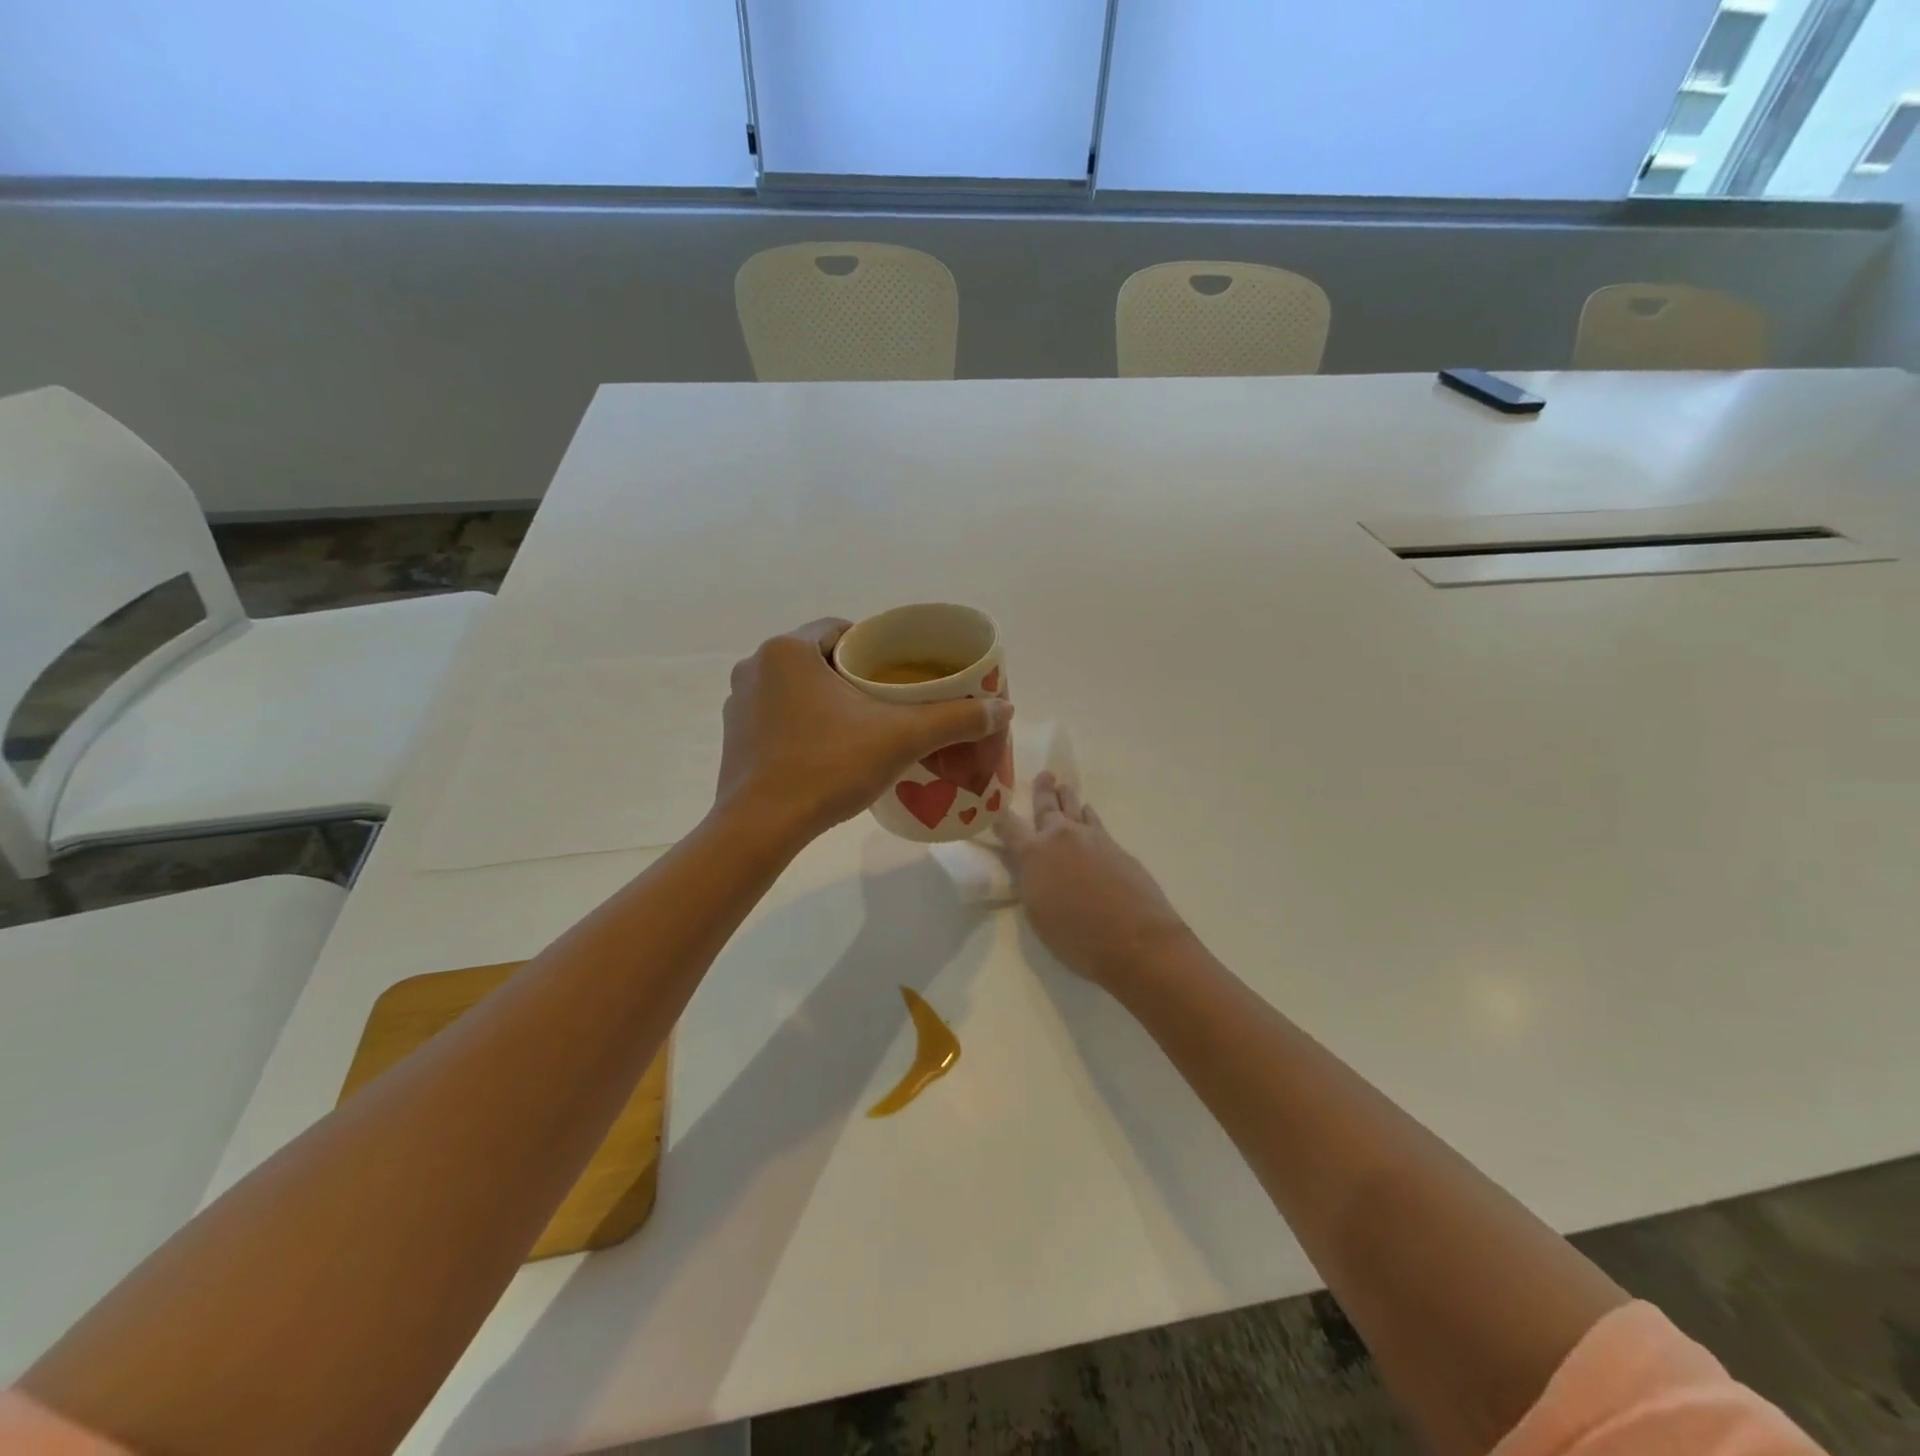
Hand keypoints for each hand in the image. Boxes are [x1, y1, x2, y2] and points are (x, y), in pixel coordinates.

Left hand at [716, 619, 1012, 843]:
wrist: (761, 827)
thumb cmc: (827, 767)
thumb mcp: (900, 739)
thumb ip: (954, 719)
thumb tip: (1005, 707)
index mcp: (787, 649)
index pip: (841, 629)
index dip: (875, 648)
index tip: (898, 673)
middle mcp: (755, 665)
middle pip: (819, 657)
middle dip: (852, 676)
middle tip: (887, 702)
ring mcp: (737, 702)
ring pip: (796, 687)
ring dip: (825, 699)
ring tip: (860, 727)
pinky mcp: (732, 735)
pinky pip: (777, 714)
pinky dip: (802, 722)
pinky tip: (825, 749)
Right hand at [998, 773, 1188, 988]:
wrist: (1134, 939)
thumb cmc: (1077, 937)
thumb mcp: (1038, 915)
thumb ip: (1032, 884)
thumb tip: (1034, 870)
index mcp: (1034, 855)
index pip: (1009, 827)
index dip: (999, 816)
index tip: (994, 805)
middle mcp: (1060, 837)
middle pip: (1047, 807)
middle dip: (1042, 791)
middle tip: (1044, 774)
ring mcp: (1091, 838)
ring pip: (1075, 809)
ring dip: (1067, 798)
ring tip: (1064, 787)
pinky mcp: (1115, 846)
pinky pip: (1095, 822)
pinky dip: (1088, 815)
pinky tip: (1088, 813)